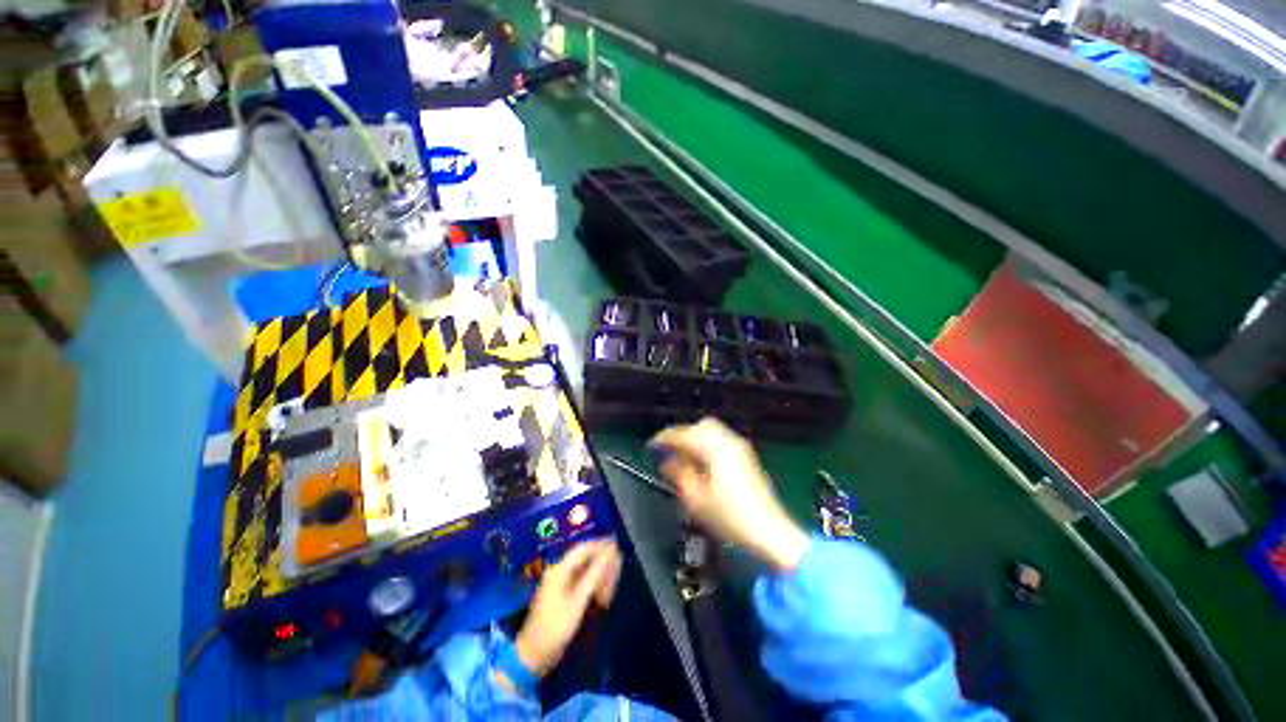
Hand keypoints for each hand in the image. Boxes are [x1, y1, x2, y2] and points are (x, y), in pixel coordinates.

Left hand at [513, 539, 621, 677]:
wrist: (534, 655)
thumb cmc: (555, 628)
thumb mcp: (577, 602)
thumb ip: (594, 575)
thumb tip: (609, 554)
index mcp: (560, 569)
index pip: (584, 549)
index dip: (601, 545)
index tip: (618, 547)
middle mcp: (560, 571)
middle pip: (587, 559)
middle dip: (603, 567)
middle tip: (616, 580)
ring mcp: (562, 583)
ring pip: (587, 572)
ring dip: (600, 580)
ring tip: (609, 596)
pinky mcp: (564, 594)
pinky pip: (583, 583)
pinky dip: (594, 588)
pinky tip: (602, 600)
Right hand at [651, 418, 808, 571]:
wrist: (770, 531)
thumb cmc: (729, 516)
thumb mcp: (696, 498)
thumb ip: (679, 474)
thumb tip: (666, 461)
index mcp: (714, 447)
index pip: (684, 434)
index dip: (665, 438)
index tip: (651, 446)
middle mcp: (728, 440)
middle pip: (701, 426)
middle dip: (682, 434)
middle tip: (668, 450)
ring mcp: (740, 447)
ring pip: (712, 431)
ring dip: (695, 438)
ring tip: (682, 456)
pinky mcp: (746, 456)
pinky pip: (721, 440)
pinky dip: (707, 444)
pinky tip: (701, 461)